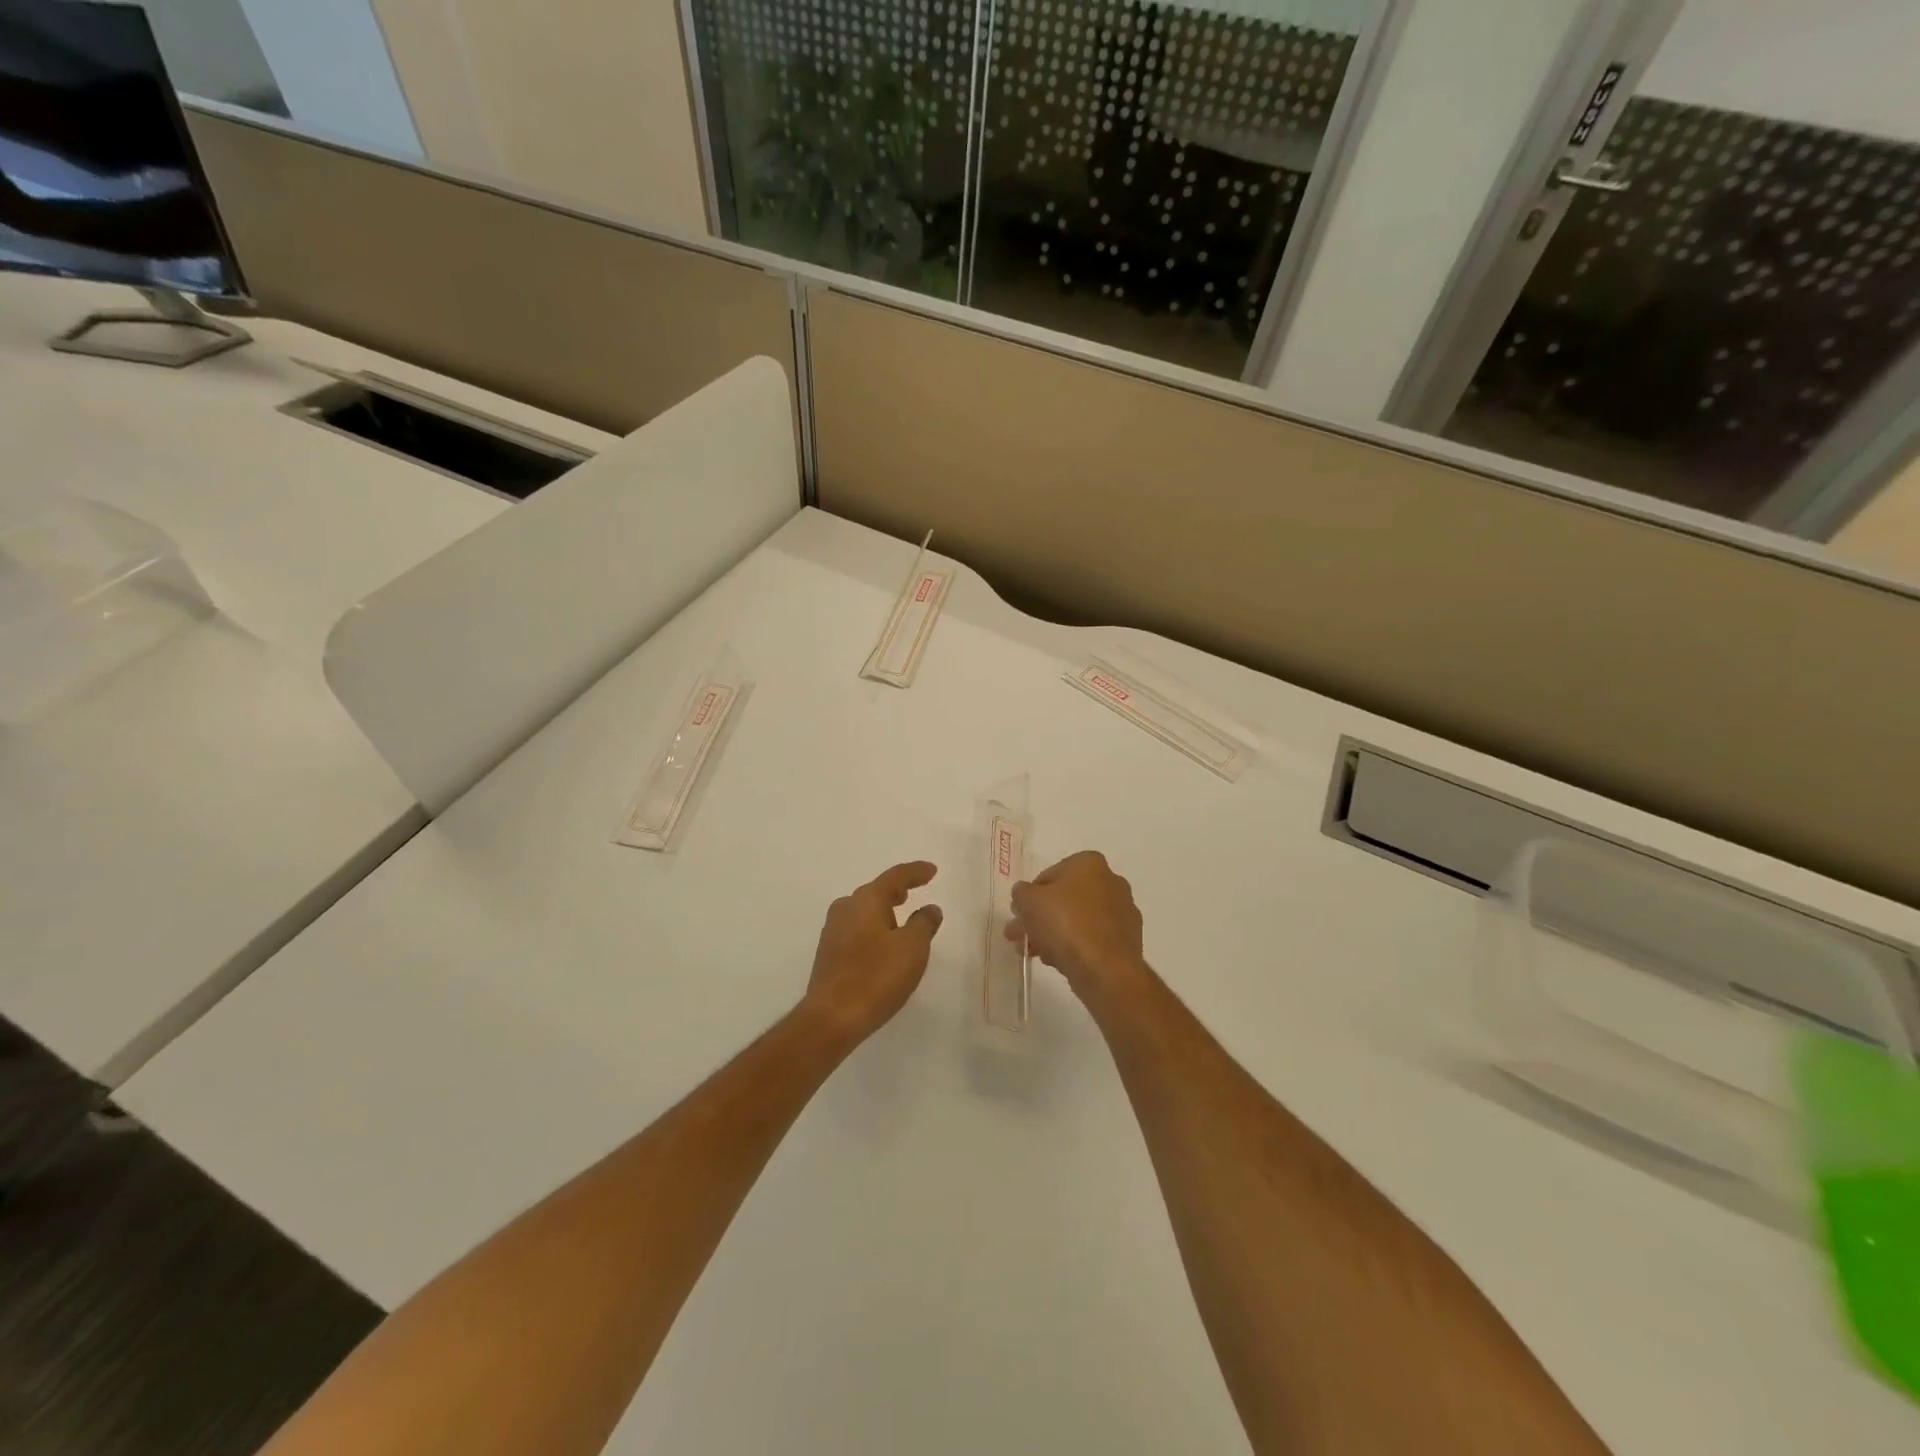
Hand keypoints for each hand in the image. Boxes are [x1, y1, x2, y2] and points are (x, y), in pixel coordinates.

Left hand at [802, 862, 943, 1046]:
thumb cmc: (876, 976)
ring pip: (864, 911)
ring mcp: (833, 931)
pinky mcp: (829, 953)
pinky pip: (857, 930)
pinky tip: (883, 945)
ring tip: (901, 919)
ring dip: (884, 912)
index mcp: (866, 900)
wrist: (832, 1018)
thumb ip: (924, 923)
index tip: (932, 871)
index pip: (895, 877)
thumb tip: (930, 908)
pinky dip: (874, 930)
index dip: (916, 872)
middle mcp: (846, 908)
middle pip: (876, 892)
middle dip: (896, 891)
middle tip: (914, 891)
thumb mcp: (912, 948)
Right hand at [1007, 851, 1146, 1006]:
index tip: (1020, 915)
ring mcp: (1123, 912)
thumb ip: (1021, 893)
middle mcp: (1111, 881)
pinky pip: (1093, 938)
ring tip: (1034, 953)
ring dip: (1054, 934)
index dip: (1030, 896)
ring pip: (1078, 920)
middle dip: (1040, 918)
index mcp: (1089, 863)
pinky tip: (1058, 961)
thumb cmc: (1065, 923)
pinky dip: (1075, 946)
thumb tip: (1024, 895)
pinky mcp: (1127, 939)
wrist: (1104, 967)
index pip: (1050, 875)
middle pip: (1065, 899)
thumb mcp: (1028, 901)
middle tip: (1020, 936)